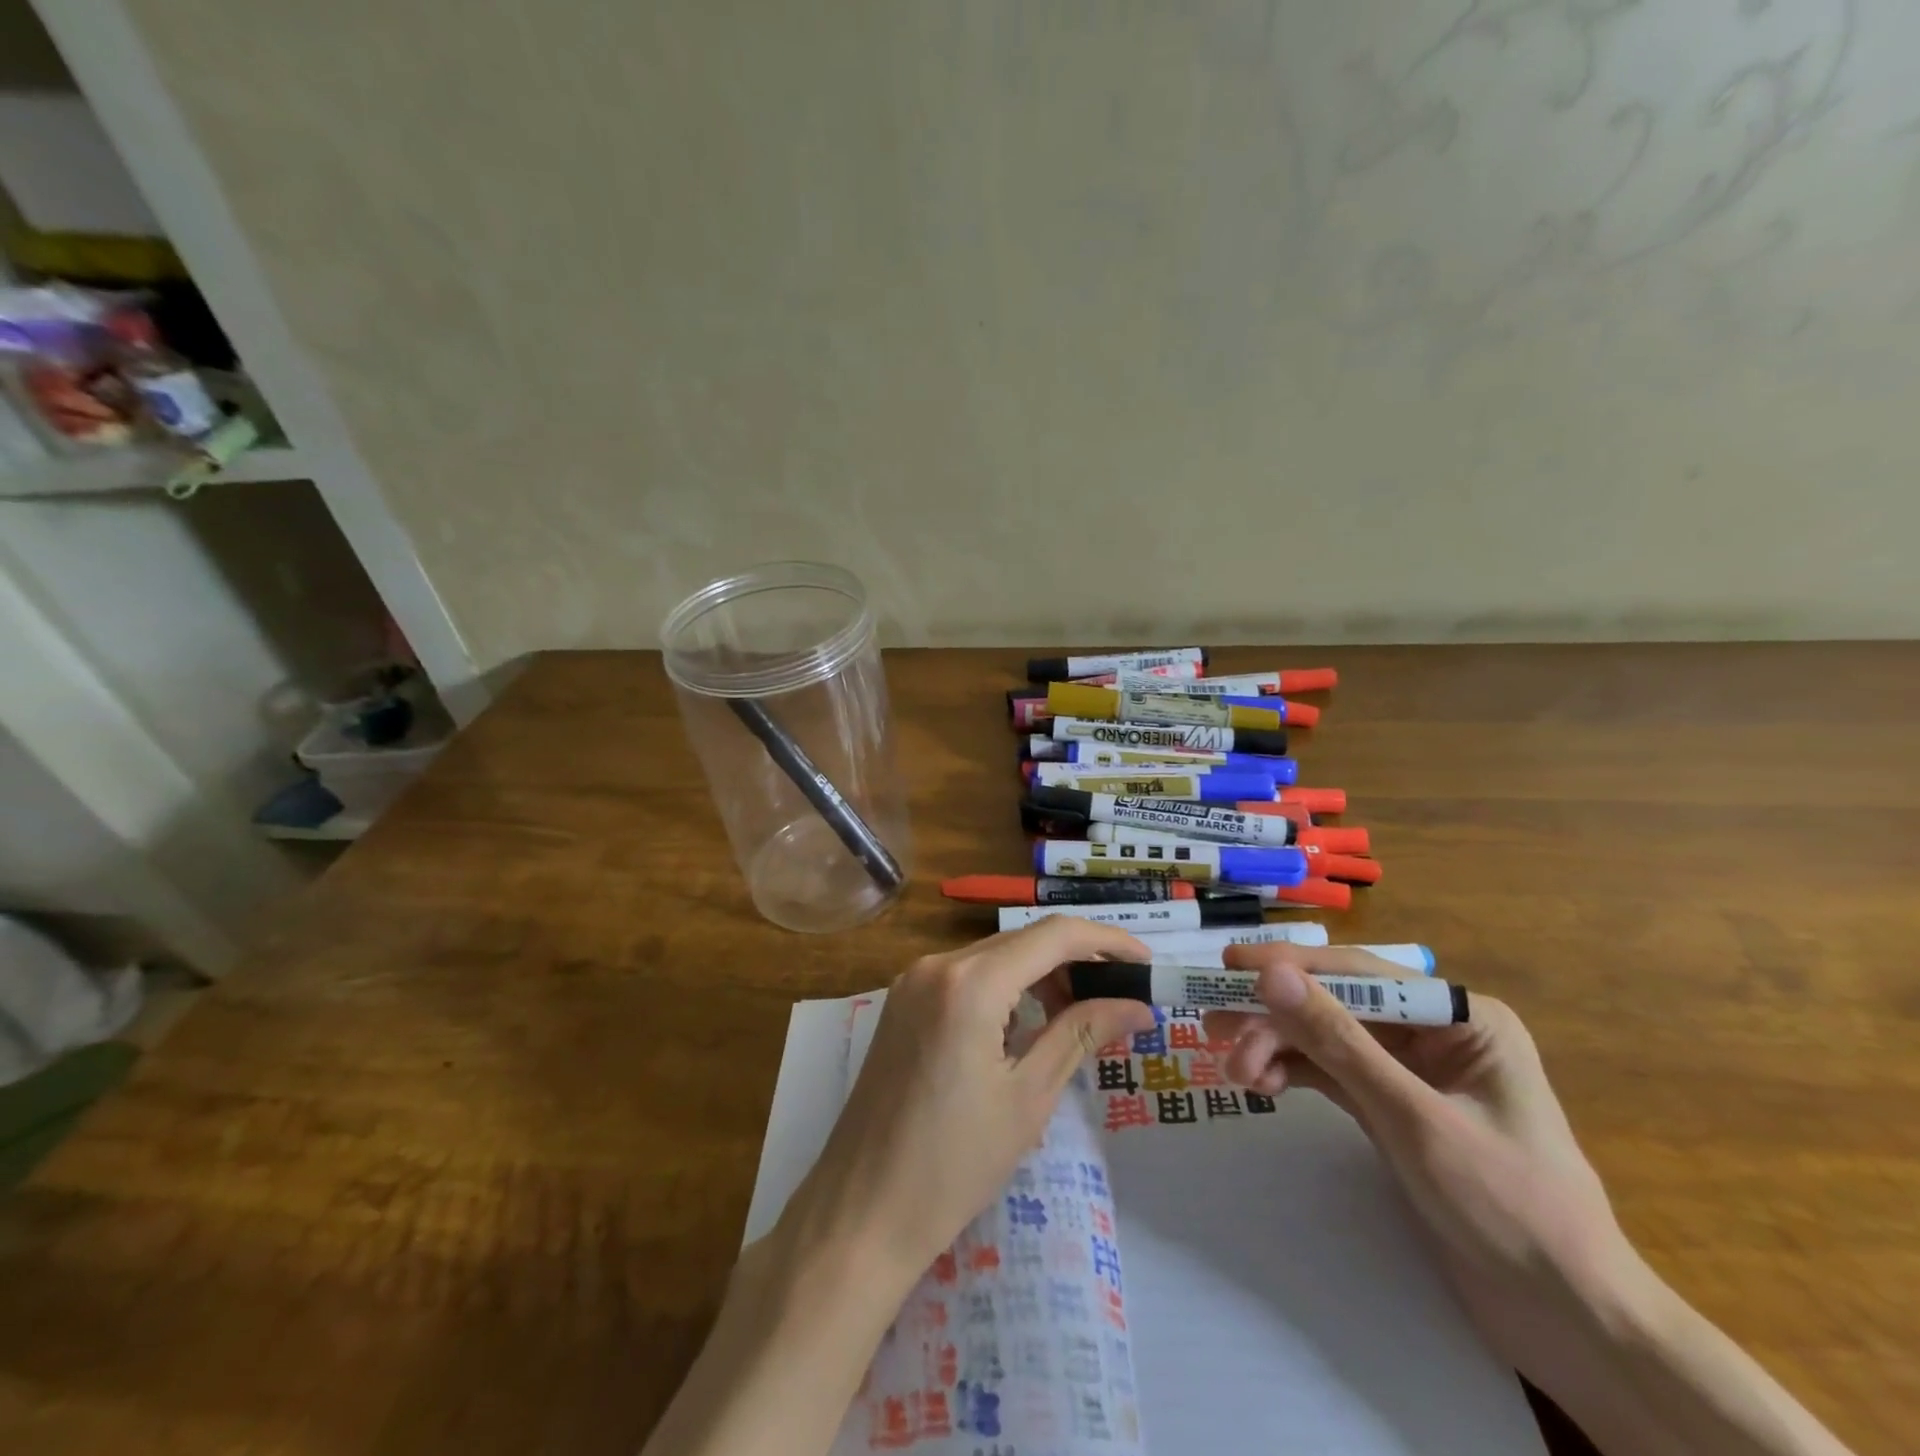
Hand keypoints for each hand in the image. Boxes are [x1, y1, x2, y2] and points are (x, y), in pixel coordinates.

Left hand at [778, 918, 1156, 1292]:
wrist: (862, 1211)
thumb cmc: (953, 1164)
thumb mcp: (1029, 1097)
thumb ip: (1082, 1034)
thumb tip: (1138, 1006)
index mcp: (970, 982)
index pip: (1054, 935)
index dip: (1107, 941)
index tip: (1147, 963)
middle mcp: (937, 964)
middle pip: (1022, 941)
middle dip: (1076, 960)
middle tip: (1121, 996)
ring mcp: (913, 981)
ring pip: (994, 956)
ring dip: (1040, 975)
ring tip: (1080, 1015)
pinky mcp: (902, 1002)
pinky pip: (966, 976)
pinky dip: (1005, 988)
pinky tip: (1026, 1025)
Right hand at [1201, 944, 1639, 1404]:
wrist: (1571, 1325)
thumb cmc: (1510, 1209)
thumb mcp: (1413, 1119)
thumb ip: (1339, 1042)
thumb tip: (1271, 974)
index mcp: (1460, 1017)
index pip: (1359, 974)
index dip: (1290, 966)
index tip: (1228, 963)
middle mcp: (1434, 1032)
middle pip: (1335, 1005)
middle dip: (1277, 1019)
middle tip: (1215, 1032)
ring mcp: (1411, 1071)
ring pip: (1326, 1039)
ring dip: (1277, 1048)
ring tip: (1234, 1070)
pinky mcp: (1393, 1107)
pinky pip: (1331, 1074)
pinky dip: (1294, 1074)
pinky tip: (1262, 1084)